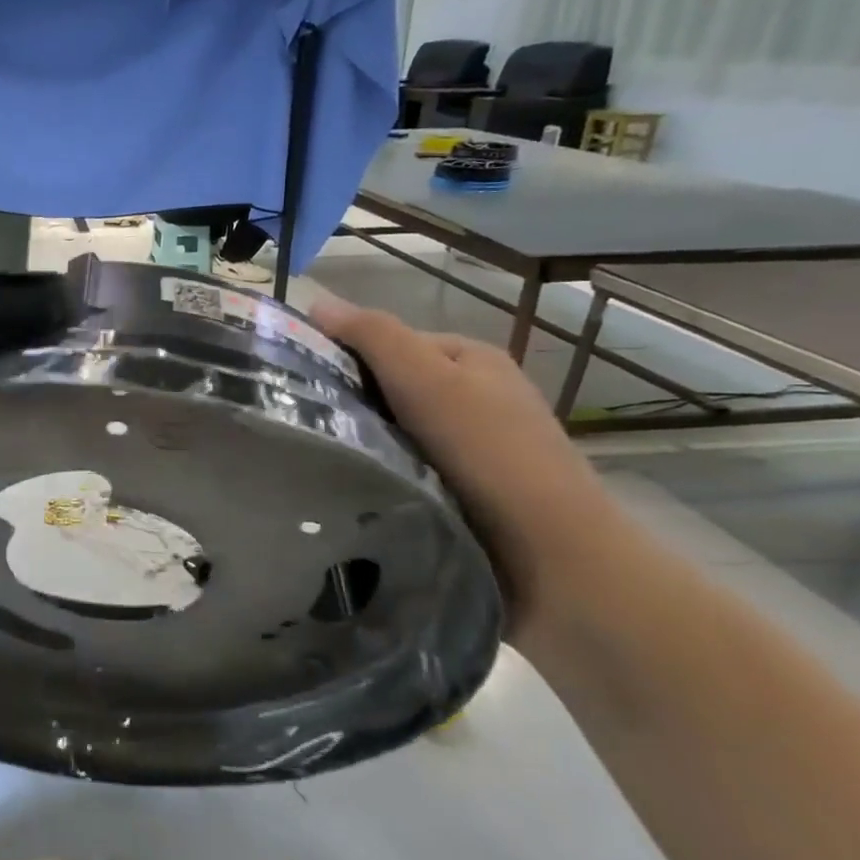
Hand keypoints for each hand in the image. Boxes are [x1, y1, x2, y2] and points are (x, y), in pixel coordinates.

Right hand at [306, 292, 616, 639]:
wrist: (554, 558)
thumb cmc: (489, 454)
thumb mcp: (427, 380)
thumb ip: (374, 336)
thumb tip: (316, 301)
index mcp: (470, 358)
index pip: (389, 342)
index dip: (345, 356)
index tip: (304, 384)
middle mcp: (475, 395)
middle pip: (392, 386)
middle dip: (353, 403)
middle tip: (311, 425)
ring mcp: (474, 446)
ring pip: (397, 430)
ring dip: (366, 442)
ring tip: (325, 460)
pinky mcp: (467, 489)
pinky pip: (408, 467)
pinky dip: (384, 472)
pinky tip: (361, 487)